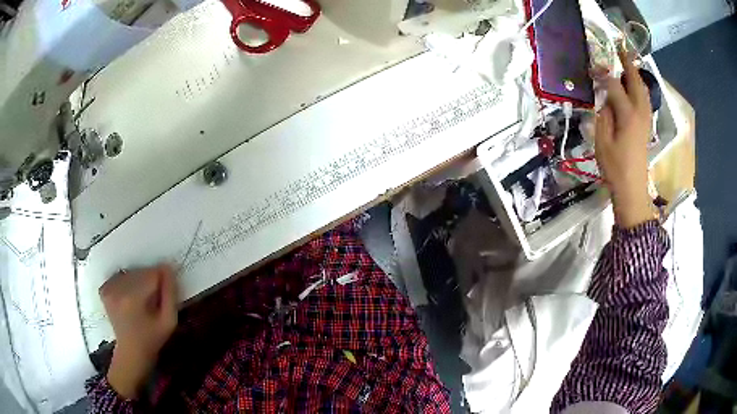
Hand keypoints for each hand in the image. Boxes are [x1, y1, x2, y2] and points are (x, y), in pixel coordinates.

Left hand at [101, 264, 177, 398]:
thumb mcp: (169, 321)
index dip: (162, 281)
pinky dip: (127, 282)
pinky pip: (120, 276)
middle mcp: (118, 289)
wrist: (131, 353)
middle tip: (154, 300)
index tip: (165, 293)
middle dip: (151, 280)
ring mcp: (108, 289)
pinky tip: (130, 297)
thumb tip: (168, 268)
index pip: (152, 274)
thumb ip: (170, 294)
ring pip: (131, 272)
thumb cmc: (152, 339)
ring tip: (142, 300)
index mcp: (134, 298)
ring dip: (139, 281)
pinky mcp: (104, 290)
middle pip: (141, 271)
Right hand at [594, 46, 653, 227]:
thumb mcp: (602, 142)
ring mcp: (645, 119)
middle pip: (635, 82)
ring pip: (643, 90)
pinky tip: (634, 86)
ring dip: (635, 74)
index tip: (591, 68)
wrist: (632, 189)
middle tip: (621, 47)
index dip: (603, 74)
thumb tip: (605, 100)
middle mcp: (640, 113)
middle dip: (628, 63)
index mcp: (627, 115)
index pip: (614, 85)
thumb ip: (603, 116)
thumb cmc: (615, 168)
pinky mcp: (646, 126)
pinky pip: (644, 99)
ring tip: (627, 62)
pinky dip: (639, 87)